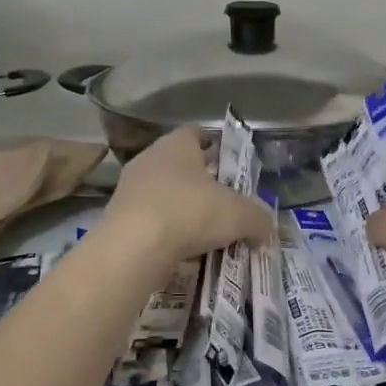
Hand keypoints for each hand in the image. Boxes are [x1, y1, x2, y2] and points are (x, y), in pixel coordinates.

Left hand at [105, 128, 274, 262]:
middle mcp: (150, 159)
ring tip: (207, 233)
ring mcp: (130, 189)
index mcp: (177, 144)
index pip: (197, 134)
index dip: (216, 146)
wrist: (133, 249)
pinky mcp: (119, 219)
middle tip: (226, 203)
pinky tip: (184, 251)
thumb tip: (266, 228)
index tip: (231, 166)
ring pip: (165, 195)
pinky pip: (152, 221)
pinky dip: (168, 233)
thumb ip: (259, 219)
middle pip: (181, 166)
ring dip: (185, 211)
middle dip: (203, 184)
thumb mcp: (239, 215)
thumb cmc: (190, 213)